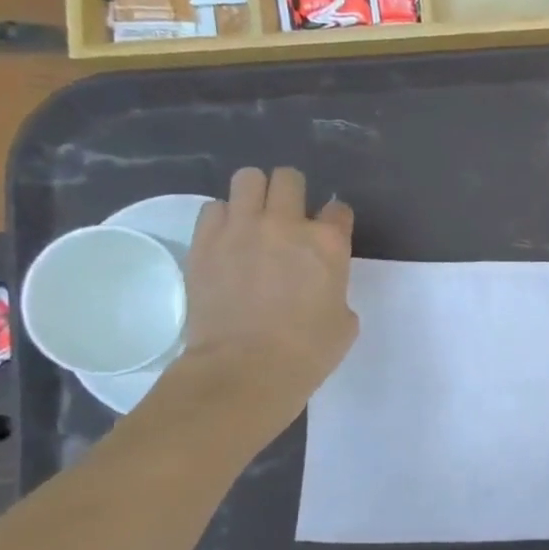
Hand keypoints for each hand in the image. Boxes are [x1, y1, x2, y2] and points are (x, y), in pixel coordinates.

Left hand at [177, 167, 357, 423]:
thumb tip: (320, 284)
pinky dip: (223, 218)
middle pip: (289, 178)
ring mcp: (241, 229)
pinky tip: (227, 239)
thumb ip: (335, 288)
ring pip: (248, 179)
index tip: (329, 236)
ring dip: (255, 195)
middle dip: (292, 193)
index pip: (338, 209)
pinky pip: (213, 208)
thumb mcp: (344, 320)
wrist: (244, 370)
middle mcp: (286, 224)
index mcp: (328, 243)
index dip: (335, 222)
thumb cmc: (307, 352)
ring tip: (253, 219)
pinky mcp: (204, 242)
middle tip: (288, 218)